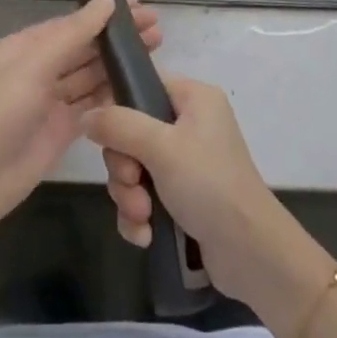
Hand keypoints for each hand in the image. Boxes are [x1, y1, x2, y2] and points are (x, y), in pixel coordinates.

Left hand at [0, 0, 161, 261]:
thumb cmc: (0, 112)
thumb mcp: (34, 65)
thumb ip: (74, 33)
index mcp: (25, 47)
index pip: (72, 23)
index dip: (105, 13)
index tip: (140, 4)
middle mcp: (39, 69)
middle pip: (85, 47)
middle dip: (117, 37)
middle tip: (157, 27)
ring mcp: (51, 100)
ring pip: (91, 75)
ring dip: (119, 63)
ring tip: (156, 49)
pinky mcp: (63, 129)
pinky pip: (92, 104)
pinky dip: (113, 94)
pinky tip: (138, 85)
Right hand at [83, 76, 310, 314]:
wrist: (250, 252)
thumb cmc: (208, 184)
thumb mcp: (160, 148)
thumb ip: (118, 126)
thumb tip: (85, 115)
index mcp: (193, 98)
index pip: (143, 86)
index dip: (120, 112)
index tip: (112, 139)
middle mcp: (191, 124)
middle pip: (132, 133)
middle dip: (124, 168)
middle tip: (133, 185)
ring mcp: (187, 162)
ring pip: (135, 168)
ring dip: (130, 196)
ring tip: (143, 217)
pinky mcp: (184, 197)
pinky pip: (145, 195)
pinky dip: (140, 215)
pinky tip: (145, 235)